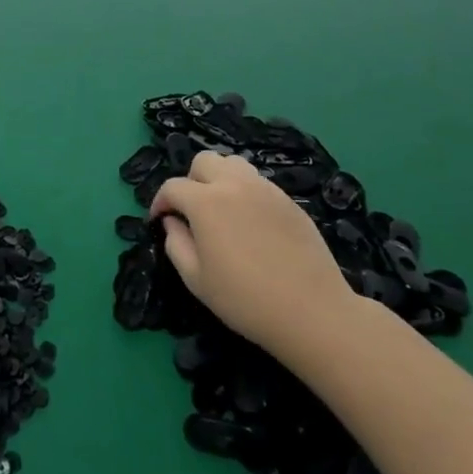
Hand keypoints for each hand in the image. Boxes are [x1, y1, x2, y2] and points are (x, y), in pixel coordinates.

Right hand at [150, 152, 354, 357]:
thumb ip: (176, 244)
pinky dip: (244, 191)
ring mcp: (265, 189)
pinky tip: (250, 221)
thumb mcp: (196, 280)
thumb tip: (173, 222)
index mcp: (206, 202)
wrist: (313, 312)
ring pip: (233, 163)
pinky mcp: (288, 200)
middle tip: (192, 211)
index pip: (173, 187)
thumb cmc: (246, 300)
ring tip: (221, 208)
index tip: (160, 220)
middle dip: (190, 180)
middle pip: (203, 161)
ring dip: (219, 178)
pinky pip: (258, 181)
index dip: (160, 202)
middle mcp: (234, 184)